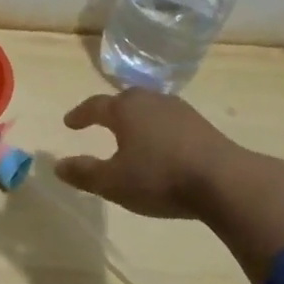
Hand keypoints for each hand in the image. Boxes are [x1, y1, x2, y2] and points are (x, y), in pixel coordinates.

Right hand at [55, 90, 283, 283]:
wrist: (225, 181)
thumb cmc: (160, 178)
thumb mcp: (113, 183)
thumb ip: (84, 173)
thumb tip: (58, 165)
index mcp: (125, 109)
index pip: (95, 106)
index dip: (80, 115)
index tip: (69, 123)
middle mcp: (151, 101)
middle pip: (124, 101)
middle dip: (110, 111)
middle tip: (99, 122)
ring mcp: (180, 110)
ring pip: (149, 109)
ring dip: (136, 120)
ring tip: (130, 135)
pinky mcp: (202, 125)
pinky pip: (169, 121)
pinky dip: (158, 130)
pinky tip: (161, 146)